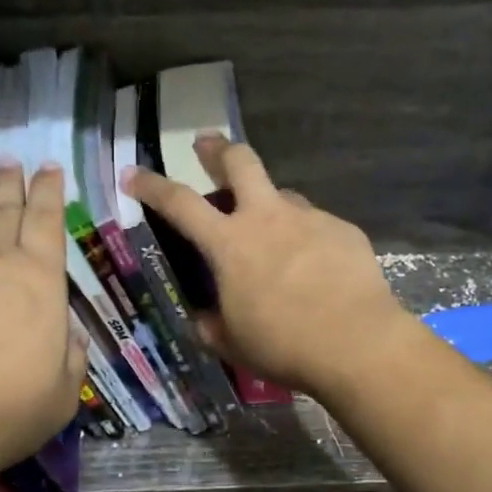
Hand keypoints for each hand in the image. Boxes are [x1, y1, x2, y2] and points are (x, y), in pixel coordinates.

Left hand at [0, 161, 86, 485]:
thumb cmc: (9, 409)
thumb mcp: (64, 391)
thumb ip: (71, 355)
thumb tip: (67, 333)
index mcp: (39, 280)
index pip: (47, 220)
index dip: (50, 190)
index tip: (50, 168)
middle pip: (3, 208)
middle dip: (10, 182)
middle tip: (10, 163)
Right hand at [123, 135, 415, 398]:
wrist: (357, 344)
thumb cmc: (284, 346)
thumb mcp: (233, 343)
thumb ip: (212, 325)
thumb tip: (205, 318)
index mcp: (229, 243)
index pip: (179, 203)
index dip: (152, 185)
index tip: (133, 173)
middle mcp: (267, 218)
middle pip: (240, 162)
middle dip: (218, 149)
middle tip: (207, 145)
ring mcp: (309, 218)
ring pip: (282, 195)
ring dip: (269, 205)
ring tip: (273, 235)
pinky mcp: (343, 230)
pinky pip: (316, 224)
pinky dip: (306, 238)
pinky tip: (316, 267)